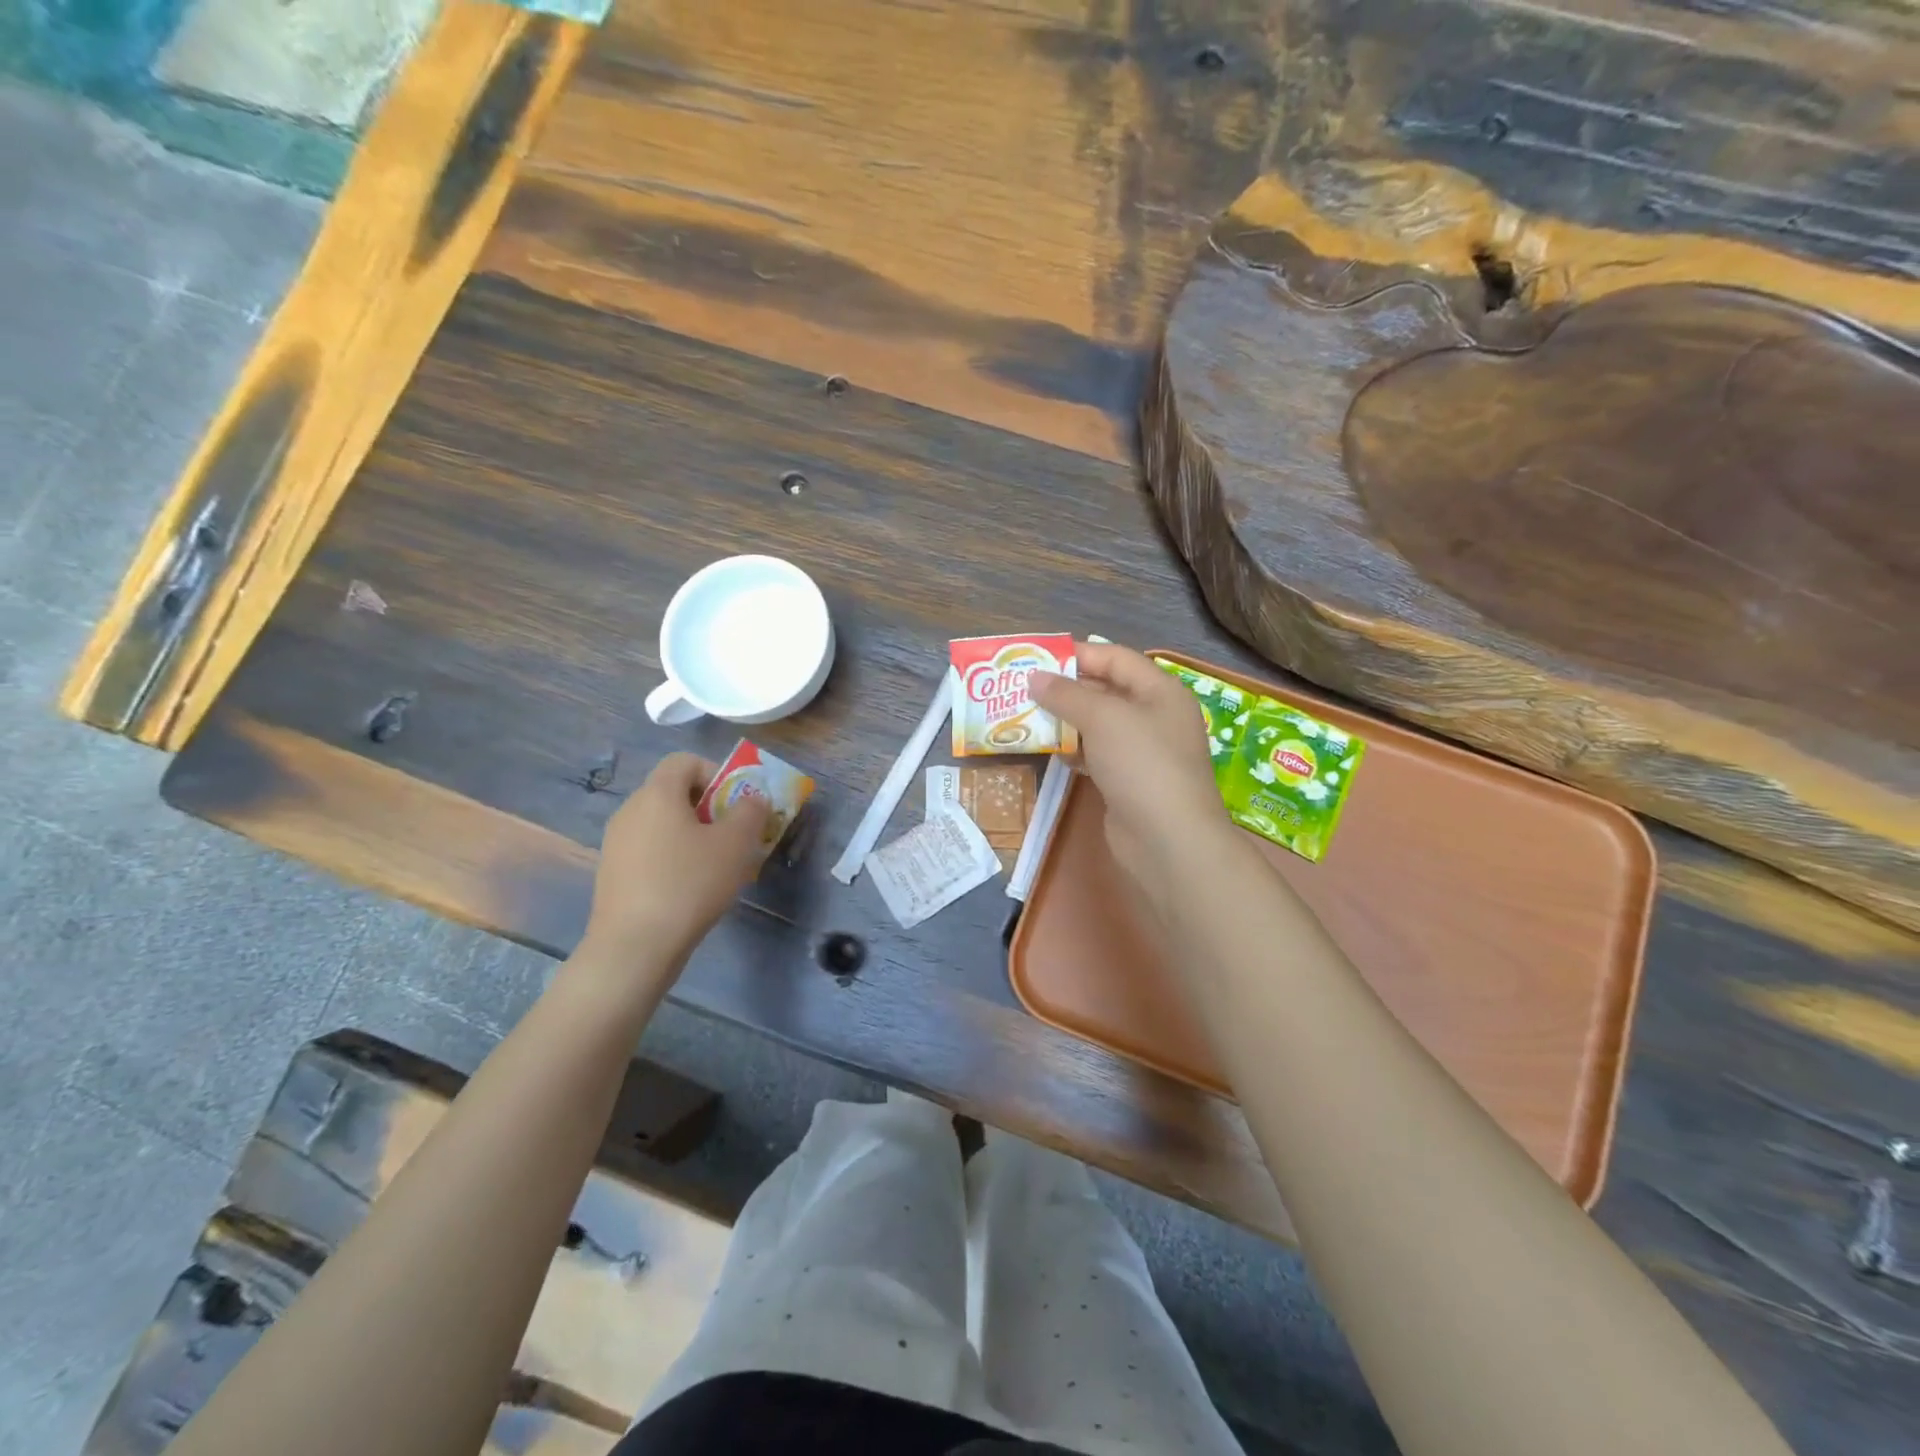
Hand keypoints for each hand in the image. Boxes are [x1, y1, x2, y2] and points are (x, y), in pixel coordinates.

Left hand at [581, 752, 771, 970]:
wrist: (634, 946)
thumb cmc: (690, 884)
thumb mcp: (736, 844)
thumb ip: (750, 811)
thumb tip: (752, 799)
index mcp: (657, 794)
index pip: (684, 761)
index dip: (715, 774)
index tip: (735, 804)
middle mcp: (630, 810)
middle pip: (673, 792)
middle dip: (708, 808)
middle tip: (733, 837)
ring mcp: (616, 843)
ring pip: (662, 824)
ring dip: (691, 835)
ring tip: (715, 867)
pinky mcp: (612, 873)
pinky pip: (649, 850)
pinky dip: (672, 858)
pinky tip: (688, 889)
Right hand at [1031, 642, 1243, 921]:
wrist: (1167, 841)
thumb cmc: (1141, 764)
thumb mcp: (1103, 718)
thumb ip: (1066, 694)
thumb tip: (1033, 677)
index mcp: (1160, 690)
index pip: (1115, 658)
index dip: (1077, 654)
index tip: (1036, 658)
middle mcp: (1155, 716)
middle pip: (1106, 690)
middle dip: (1065, 688)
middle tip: (1022, 688)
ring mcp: (1143, 752)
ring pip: (1098, 725)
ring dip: (1065, 720)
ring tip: (1025, 716)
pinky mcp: (1129, 781)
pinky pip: (1096, 754)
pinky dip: (1073, 749)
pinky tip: (1049, 751)